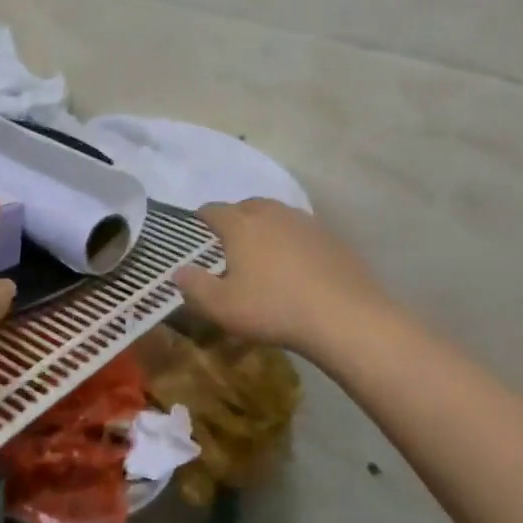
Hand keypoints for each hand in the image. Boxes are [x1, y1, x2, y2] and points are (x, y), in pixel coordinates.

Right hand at [173, 199, 391, 355]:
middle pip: (247, 206)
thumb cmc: (273, 308)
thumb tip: (177, 272)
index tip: (198, 224)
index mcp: (240, 225)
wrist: (344, 316)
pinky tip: (295, 264)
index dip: (203, 217)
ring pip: (277, 215)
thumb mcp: (221, 307)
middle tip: (230, 238)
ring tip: (262, 249)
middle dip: (235, 217)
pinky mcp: (332, 238)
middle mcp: (271, 214)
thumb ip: (194, 287)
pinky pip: (302, 231)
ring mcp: (305, 222)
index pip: (214, 210)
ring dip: (266, 226)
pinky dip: (292, 240)